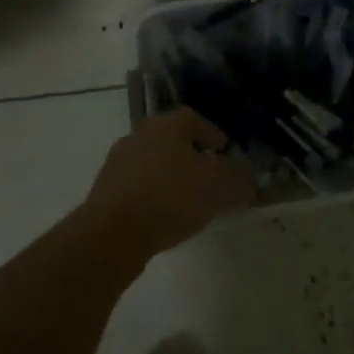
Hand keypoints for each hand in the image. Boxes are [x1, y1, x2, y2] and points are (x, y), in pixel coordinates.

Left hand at [83, 108, 255, 258]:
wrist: (111, 233)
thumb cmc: (170, 197)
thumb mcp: (217, 186)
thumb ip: (237, 176)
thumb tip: (247, 173)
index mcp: (168, 123)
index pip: (196, 120)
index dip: (213, 135)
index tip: (225, 154)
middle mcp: (141, 133)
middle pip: (173, 139)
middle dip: (191, 155)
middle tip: (208, 176)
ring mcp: (119, 160)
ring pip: (154, 162)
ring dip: (170, 175)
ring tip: (187, 200)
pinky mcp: (106, 189)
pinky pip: (138, 185)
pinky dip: (153, 194)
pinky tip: (163, 215)